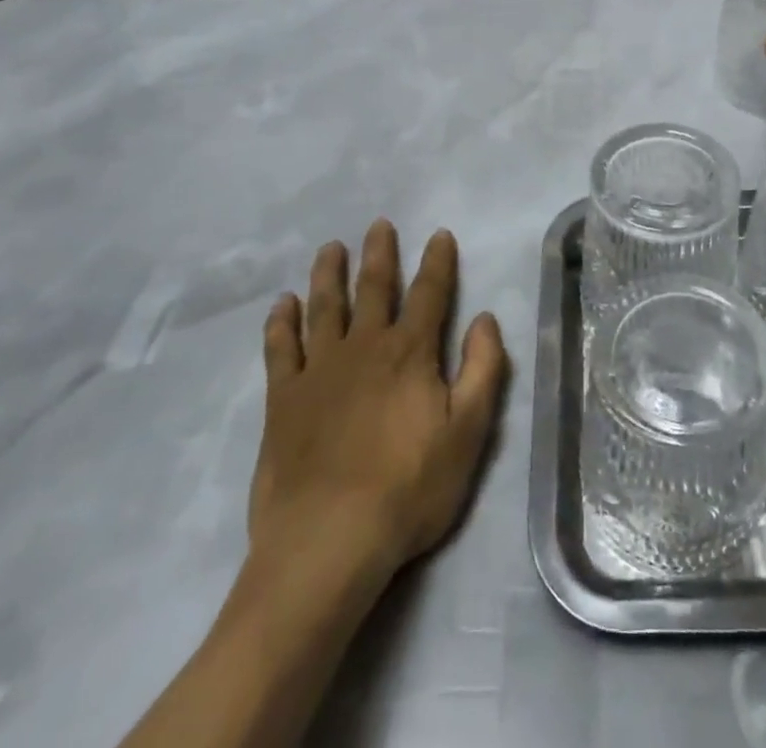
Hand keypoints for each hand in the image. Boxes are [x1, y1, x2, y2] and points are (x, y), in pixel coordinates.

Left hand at [252, 220, 507, 585]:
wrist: (328, 540)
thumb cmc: (408, 488)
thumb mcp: (468, 433)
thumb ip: (482, 369)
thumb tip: (485, 318)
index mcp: (410, 353)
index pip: (430, 293)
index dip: (438, 261)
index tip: (439, 234)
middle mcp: (364, 347)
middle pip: (374, 288)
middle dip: (379, 254)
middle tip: (378, 224)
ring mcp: (319, 370)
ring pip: (325, 307)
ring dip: (329, 274)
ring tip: (331, 248)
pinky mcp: (283, 398)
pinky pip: (280, 348)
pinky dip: (281, 322)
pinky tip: (282, 303)